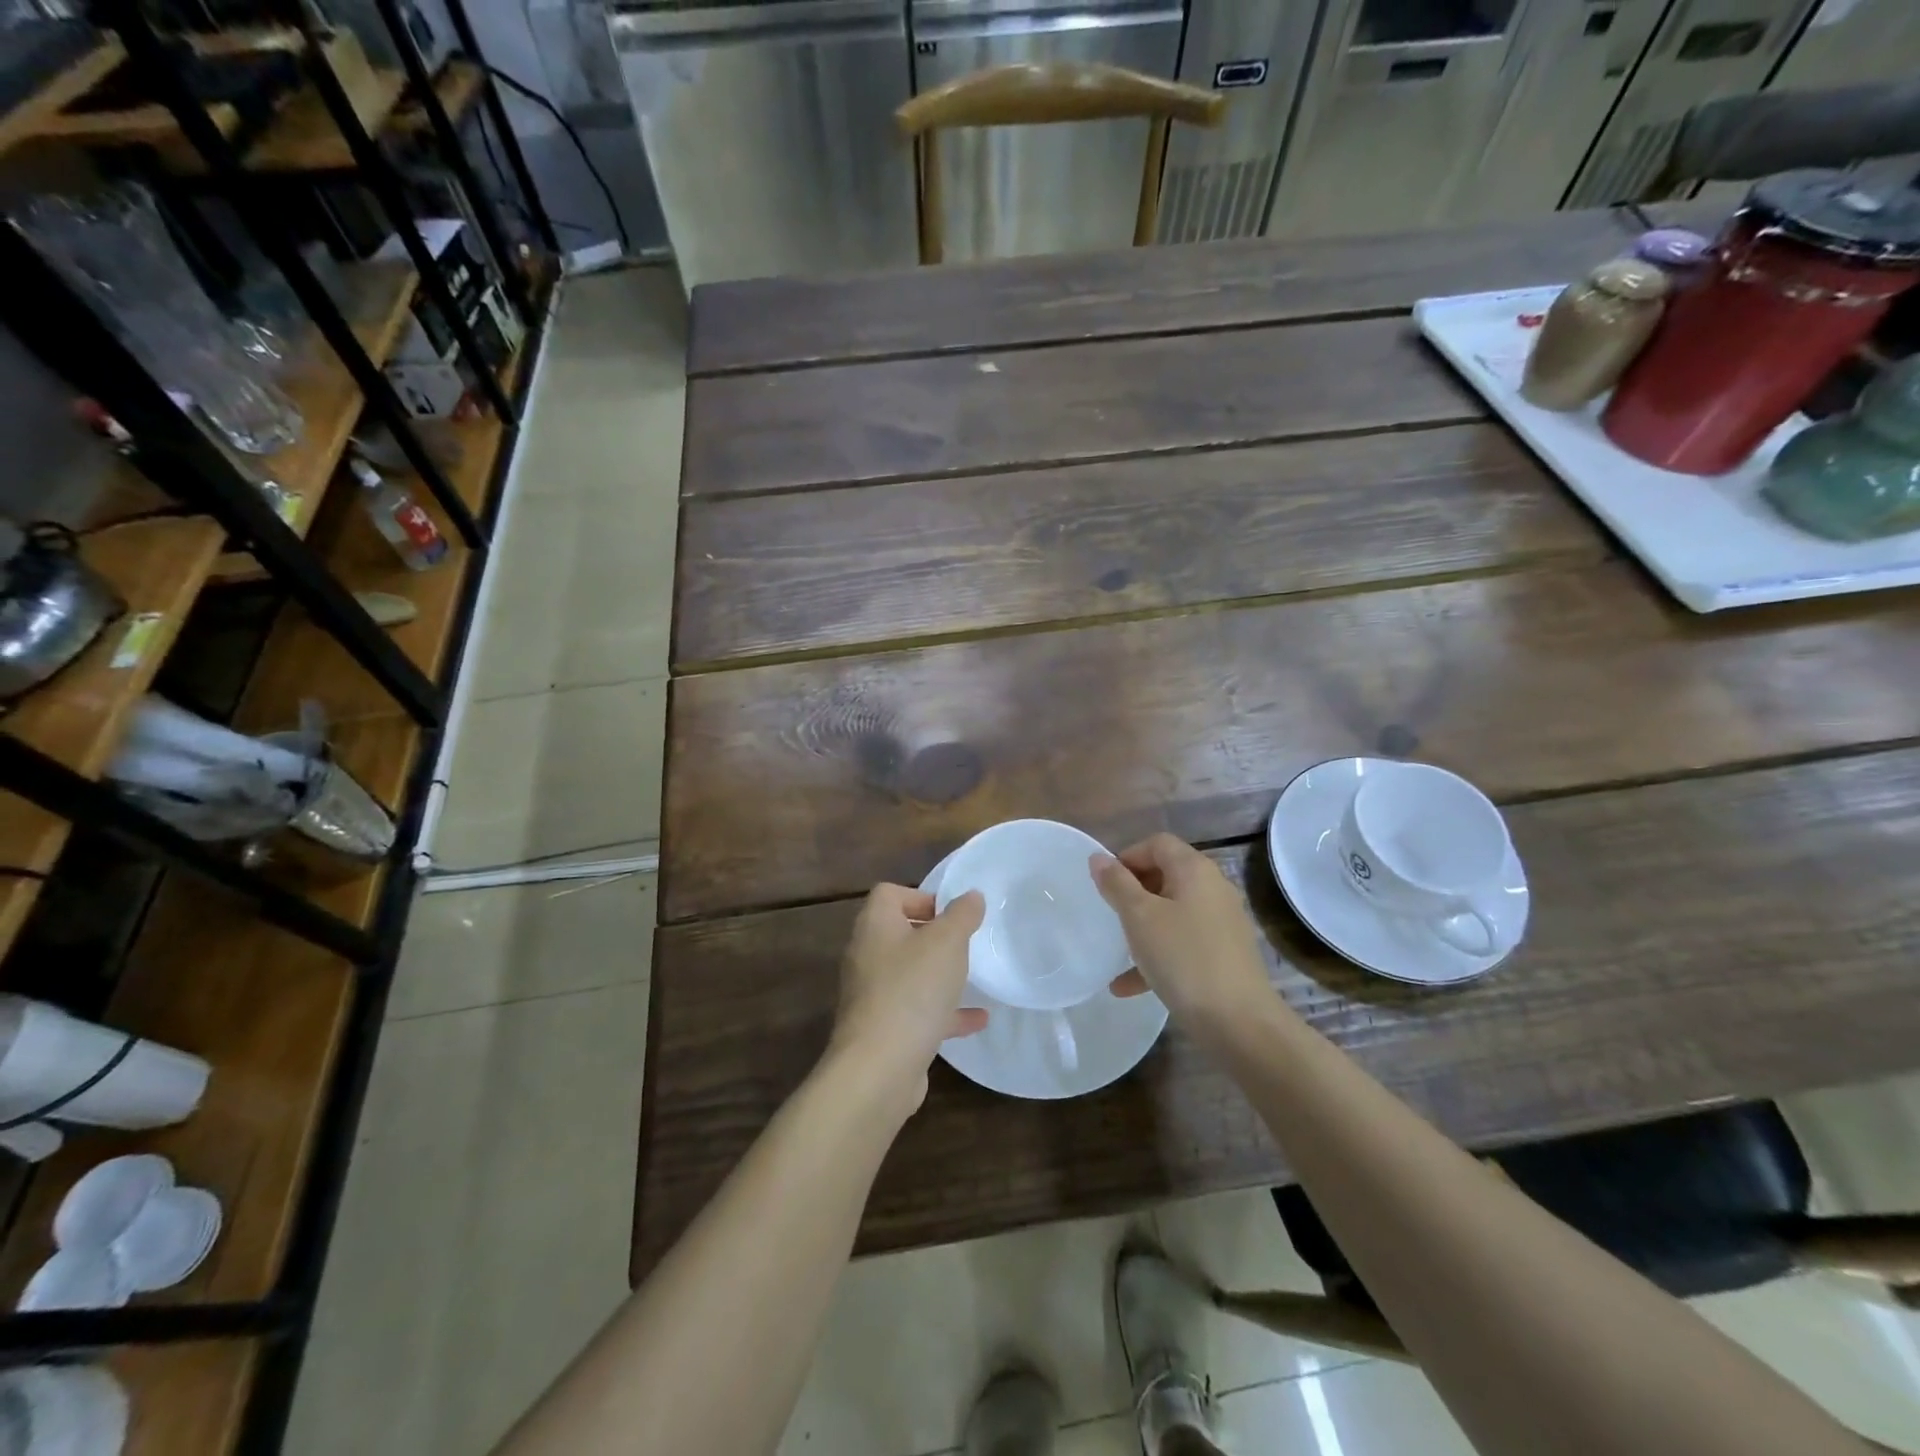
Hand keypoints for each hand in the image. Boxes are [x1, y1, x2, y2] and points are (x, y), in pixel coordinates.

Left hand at [827, 885, 987, 1111]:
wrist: (879, 1068)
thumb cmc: (912, 990)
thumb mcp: (947, 942)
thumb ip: (962, 915)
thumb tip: (971, 896)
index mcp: (875, 926)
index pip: (889, 894)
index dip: (921, 897)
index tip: (951, 914)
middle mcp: (867, 956)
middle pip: (899, 934)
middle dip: (933, 937)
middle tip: (965, 944)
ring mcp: (872, 995)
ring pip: (909, 975)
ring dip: (938, 975)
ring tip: (972, 978)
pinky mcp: (883, 1030)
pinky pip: (916, 1011)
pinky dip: (944, 1012)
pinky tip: (977, 1020)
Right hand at [1091, 834, 1274, 1028]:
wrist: (1238, 1021)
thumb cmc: (1183, 957)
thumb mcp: (1139, 917)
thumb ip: (1116, 884)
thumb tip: (1099, 858)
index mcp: (1195, 870)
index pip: (1158, 844)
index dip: (1128, 856)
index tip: (1105, 884)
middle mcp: (1213, 889)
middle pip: (1166, 875)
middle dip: (1134, 891)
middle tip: (1110, 913)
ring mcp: (1222, 923)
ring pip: (1172, 912)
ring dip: (1143, 926)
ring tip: (1117, 948)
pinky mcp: (1224, 955)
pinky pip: (1183, 943)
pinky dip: (1157, 955)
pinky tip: (1128, 986)